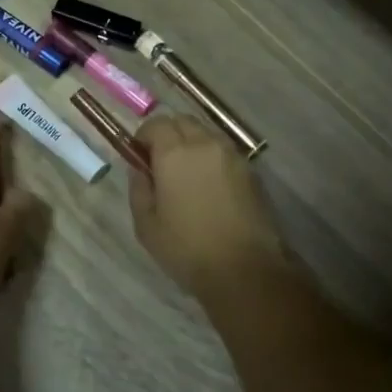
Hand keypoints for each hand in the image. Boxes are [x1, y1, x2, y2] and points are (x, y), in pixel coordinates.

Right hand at [128, 116, 286, 295]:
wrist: (245, 270)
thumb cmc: (187, 248)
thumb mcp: (146, 224)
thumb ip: (139, 188)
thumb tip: (139, 168)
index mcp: (175, 153)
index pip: (156, 124)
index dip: (144, 136)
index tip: (139, 157)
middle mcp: (205, 144)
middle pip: (183, 122)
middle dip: (168, 134)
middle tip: (160, 163)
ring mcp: (233, 156)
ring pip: (206, 134)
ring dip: (191, 144)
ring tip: (185, 175)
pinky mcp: (252, 172)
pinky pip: (224, 152)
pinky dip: (211, 158)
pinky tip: (208, 187)